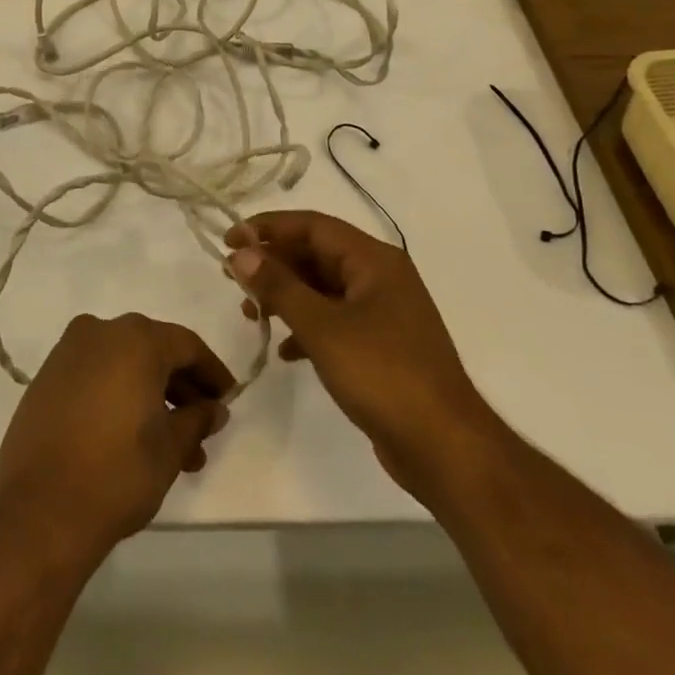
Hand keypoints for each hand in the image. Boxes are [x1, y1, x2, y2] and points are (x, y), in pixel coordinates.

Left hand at [0, 313, 234, 559]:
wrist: (37, 513)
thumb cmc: (116, 474)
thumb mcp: (170, 449)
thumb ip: (197, 420)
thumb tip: (214, 408)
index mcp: (135, 339)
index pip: (186, 345)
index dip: (212, 373)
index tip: (227, 401)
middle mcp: (100, 332)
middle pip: (154, 350)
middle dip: (182, 389)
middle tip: (201, 430)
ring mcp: (68, 353)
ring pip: (124, 364)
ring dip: (152, 397)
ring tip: (174, 450)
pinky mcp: (46, 378)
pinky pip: (96, 375)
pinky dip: (119, 395)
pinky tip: (133, 436)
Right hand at [226, 210, 481, 493]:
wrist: (444, 448)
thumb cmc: (383, 374)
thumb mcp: (322, 327)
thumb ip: (279, 286)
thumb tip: (241, 253)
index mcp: (374, 260)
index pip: (312, 226)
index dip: (268, 228)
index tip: (229, 240)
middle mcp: (380, 277)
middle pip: (317, 254)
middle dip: (274, 263)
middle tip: (232, 277)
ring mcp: (383, 313)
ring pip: (323, 289)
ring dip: (286, 296)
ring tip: (250, 312)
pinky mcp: (381, 346)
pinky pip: (334, 321)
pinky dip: (306, 327)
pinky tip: (284, 349)